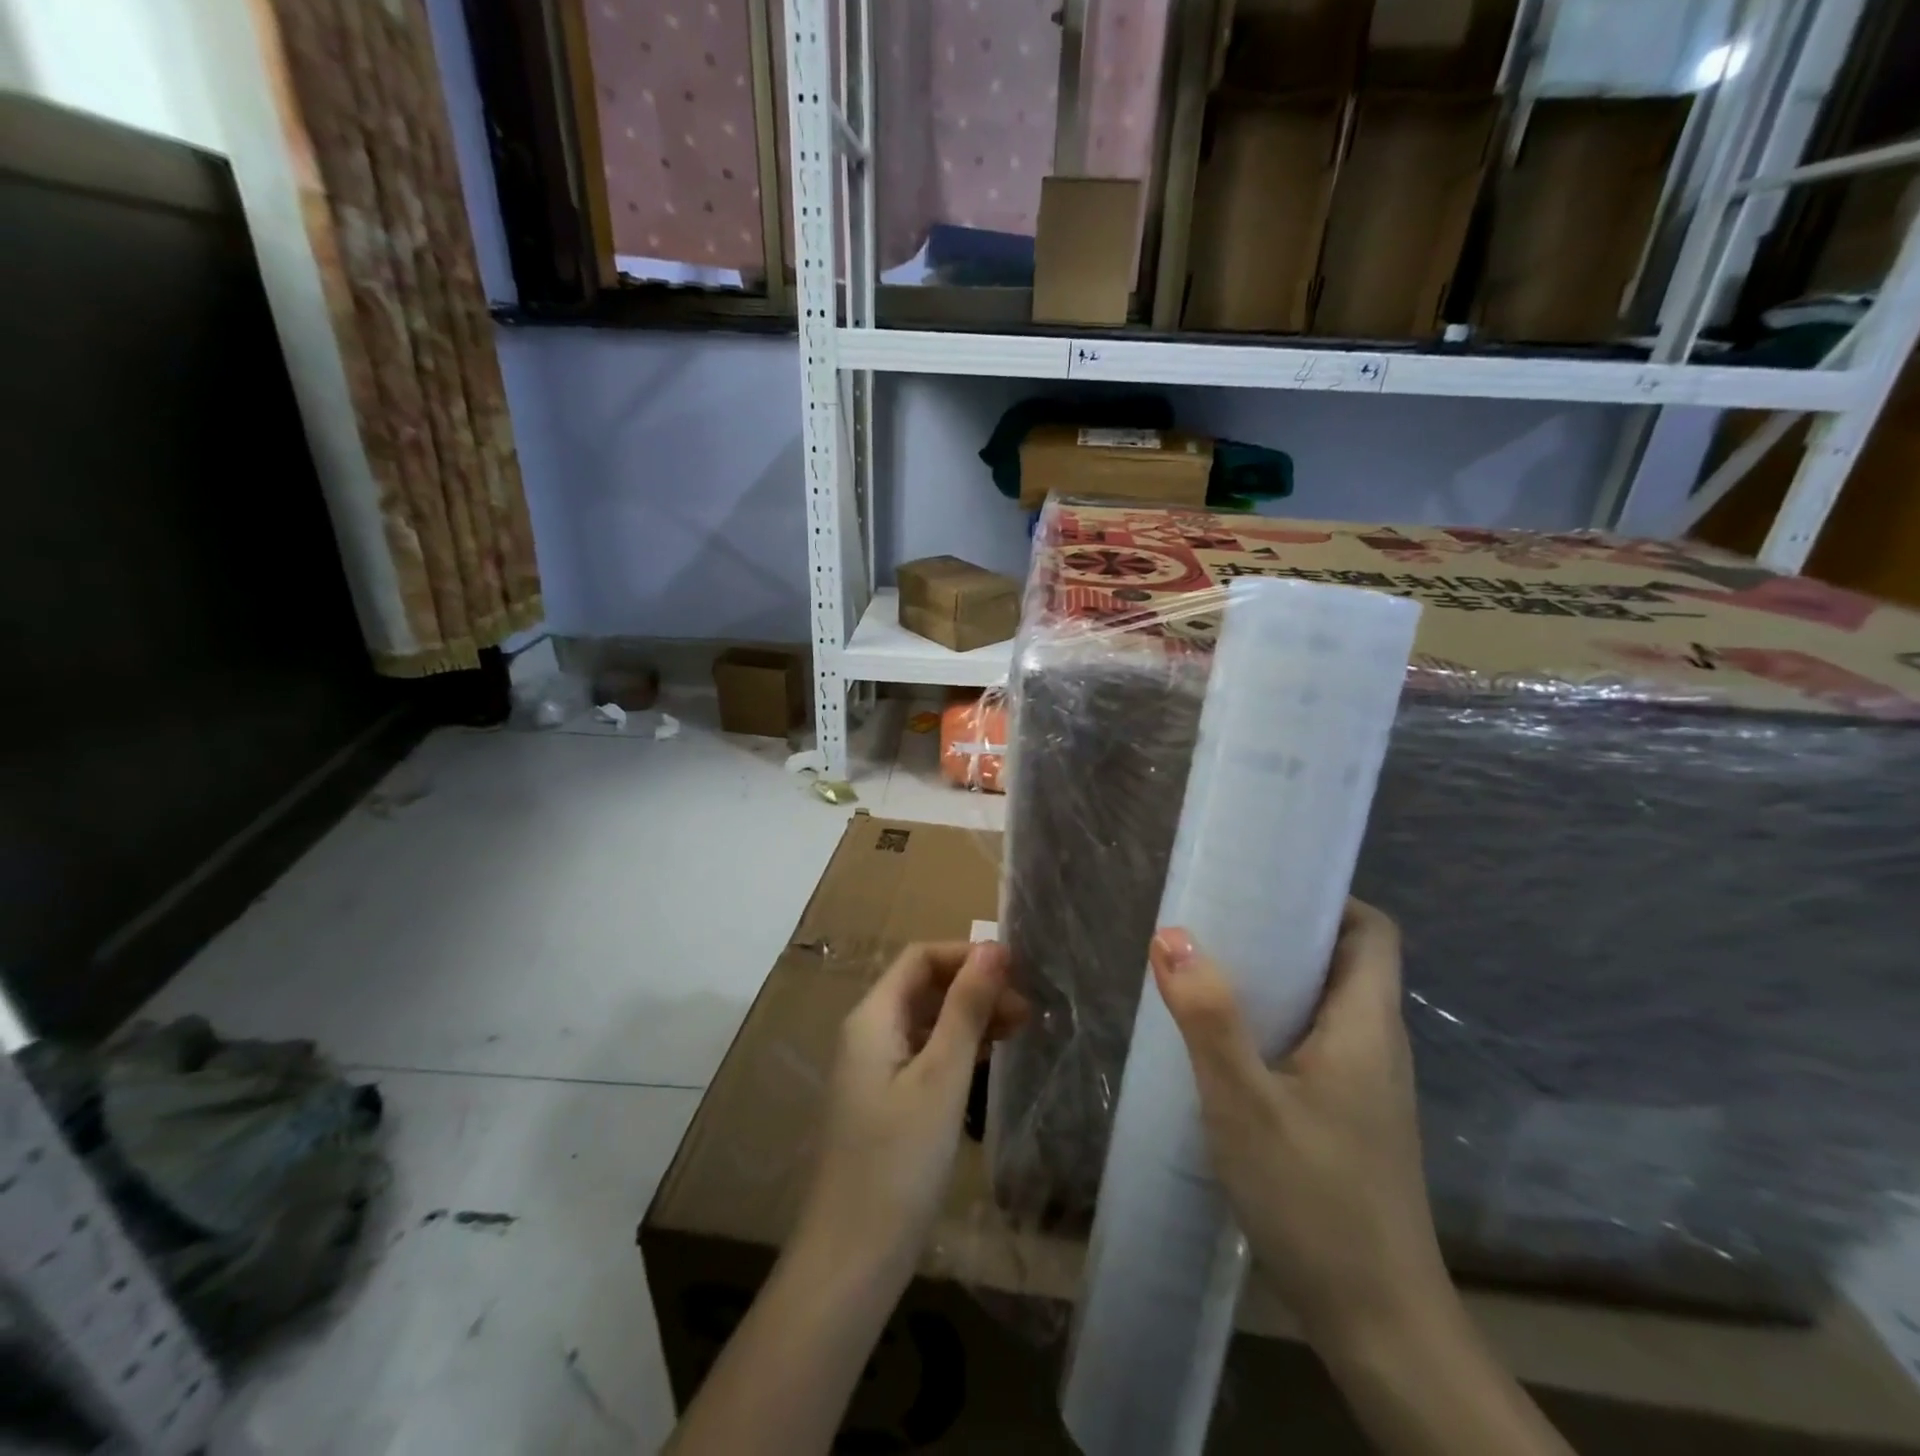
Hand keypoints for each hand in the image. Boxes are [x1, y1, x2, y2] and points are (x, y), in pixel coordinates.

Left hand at [798, 940, 1028, 1280]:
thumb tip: (994, 948)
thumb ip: (966, 1008)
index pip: (920, 958)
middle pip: (923, 987)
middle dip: (974, 987)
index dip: (966, 955)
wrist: (852, 1260)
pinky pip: (923, 1054)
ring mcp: (874, 1069)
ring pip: (926, 1021)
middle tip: (1027, 1009)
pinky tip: (988, 1059)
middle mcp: (868, 1033)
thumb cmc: (898, 1161)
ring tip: (1020, 1029)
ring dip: (969, 1017)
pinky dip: (957, 1048)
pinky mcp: (884, 1101)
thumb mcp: (941, 1077)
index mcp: (872, 1017)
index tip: (1016, 970)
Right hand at [1150, 901, 1448, 1351]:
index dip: (1328, 898)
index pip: (1373, 932)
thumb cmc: (1314, 1199)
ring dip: (1278, 980)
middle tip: (1219, 924)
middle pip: (1346, 961)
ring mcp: (1370, 1086)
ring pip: (1328, 1004)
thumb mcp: (1243, 1102)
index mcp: (1367, 1025)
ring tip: (1213, 972)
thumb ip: (1207, 1016)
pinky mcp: (1353, 1118)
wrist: (1380, 1325)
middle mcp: (1379, 1046)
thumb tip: (1172, 934)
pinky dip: (1278, 1023)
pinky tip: (1230, 1045)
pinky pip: (1318, 1043)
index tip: (1265, 888)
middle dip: (1286, 933)